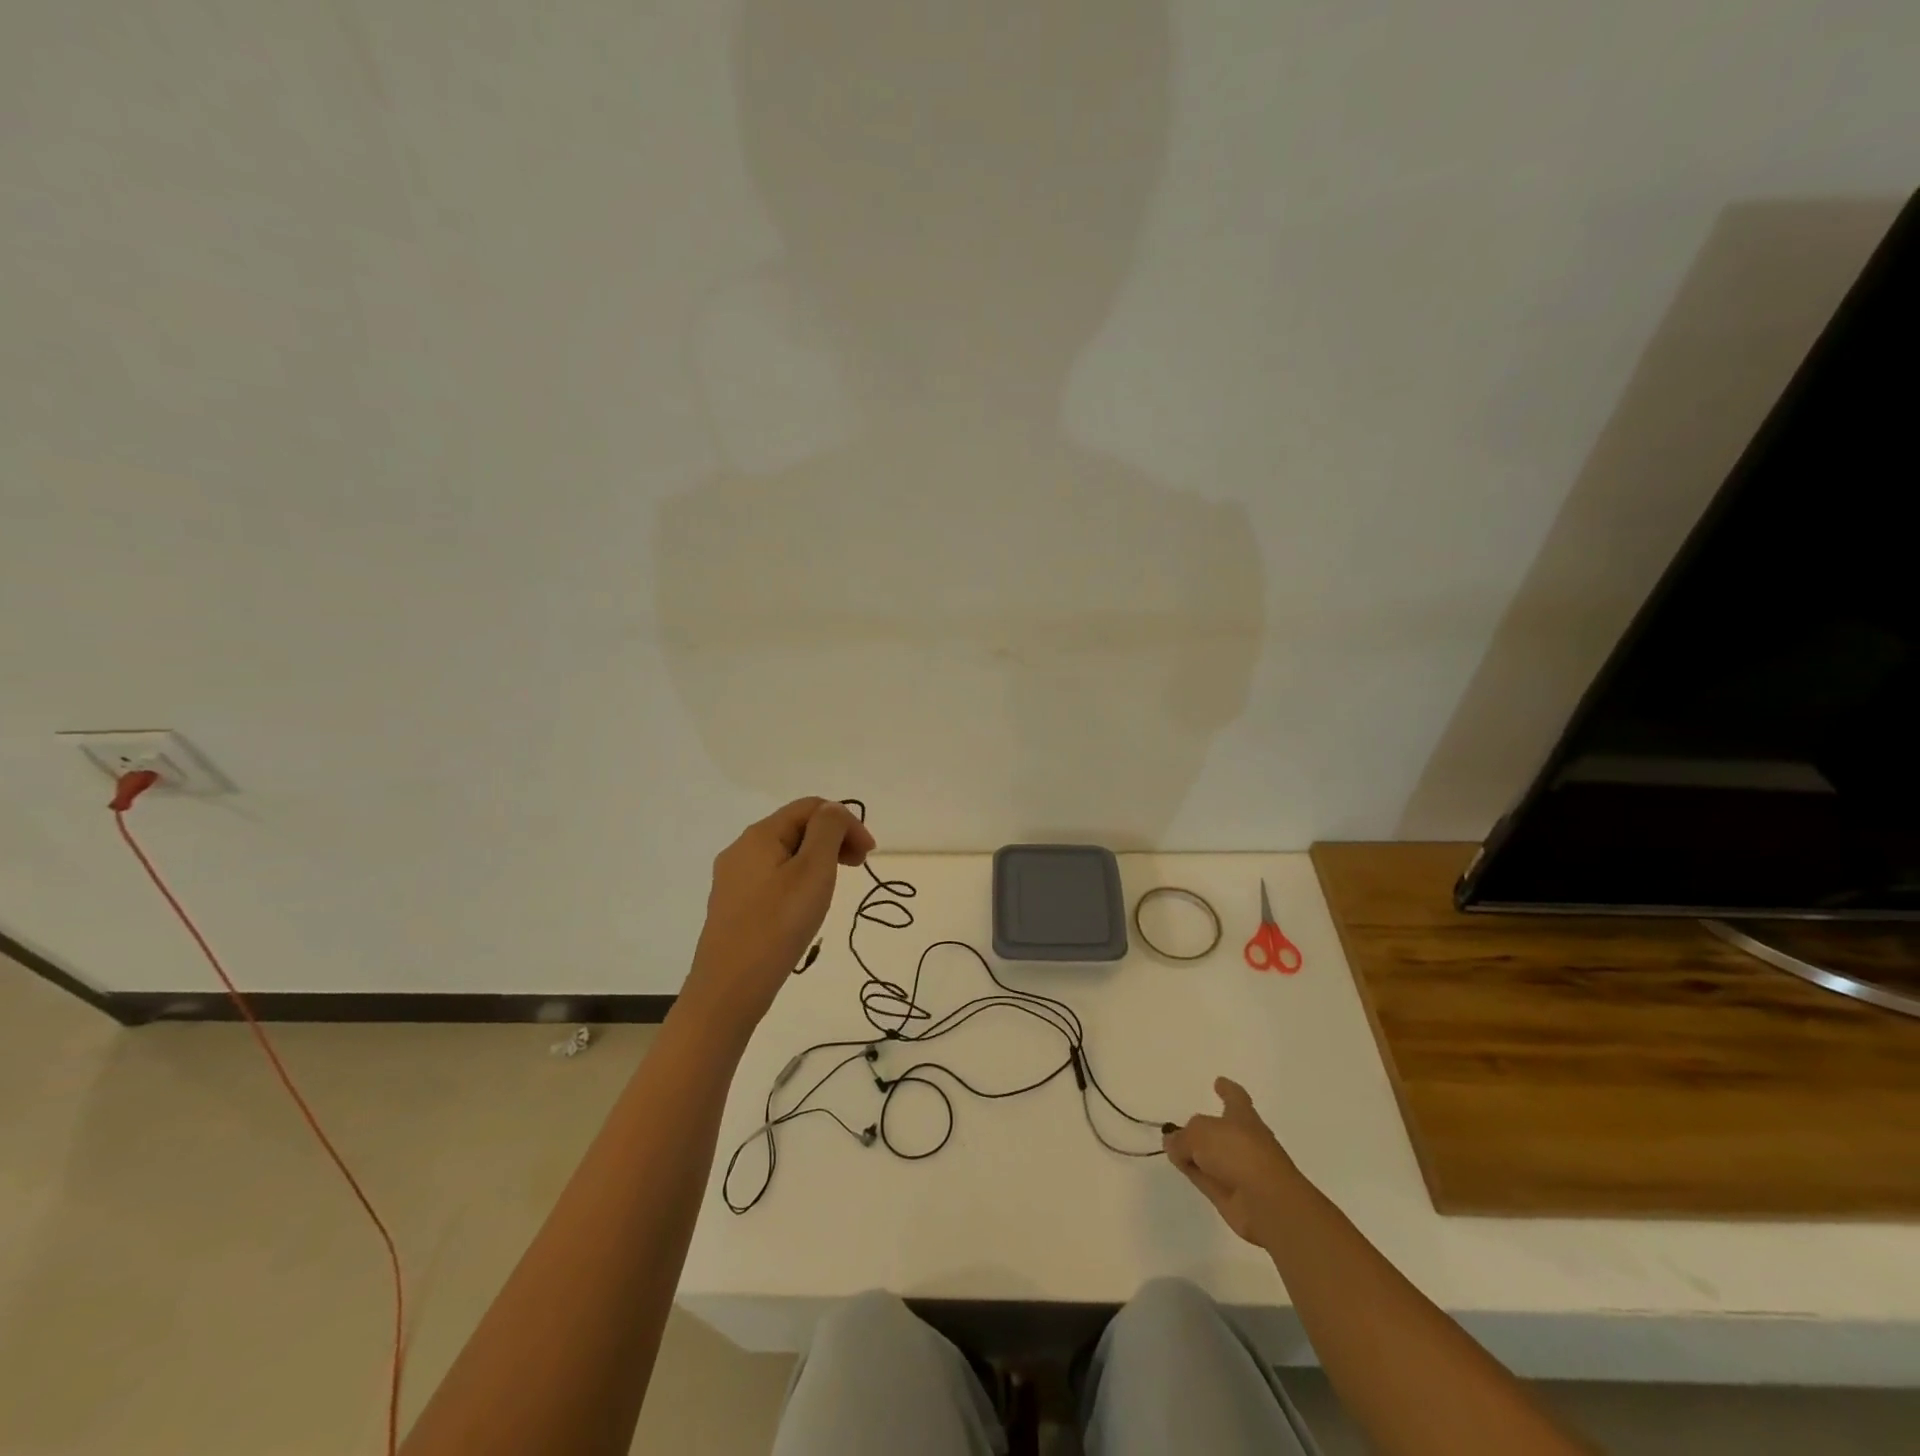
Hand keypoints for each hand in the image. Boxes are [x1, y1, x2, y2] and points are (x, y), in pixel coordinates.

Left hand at [680, 798, 874, 1044]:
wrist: (728, 990)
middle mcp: (741, 849)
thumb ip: (828, 831)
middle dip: (833, 839)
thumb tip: (833, 810)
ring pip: (786, 854)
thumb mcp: (813, 871)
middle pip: (797, 827)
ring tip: (834, 889)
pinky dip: (799, 880)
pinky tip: (806, 907)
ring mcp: (734, 879)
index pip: (811, 806)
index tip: (869, 854)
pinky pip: (773, 878)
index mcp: (760, 834)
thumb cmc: (778, 925)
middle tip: (859, 867)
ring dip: (818, 861)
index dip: (846, 822)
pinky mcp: (734, 906)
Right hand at [1164, 1077, 1301, 1248]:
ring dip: (1195, 1152)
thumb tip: (1174, 1144)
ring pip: (1211, 1155)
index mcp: (1243, 1117)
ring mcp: (1238, 1169)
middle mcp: (1243, 1140)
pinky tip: (1178, 1166)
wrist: (1268, 1204)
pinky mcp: (1231, 1194)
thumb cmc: (1238, 1153)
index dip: (1227, 1089)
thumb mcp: (1200, 1133)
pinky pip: (1207, 1177)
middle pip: (1220, 1129)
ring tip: (1171, 1147)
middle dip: (1203, 1127)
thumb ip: (1182, 1137)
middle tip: (1181, 1125)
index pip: (1235, 1097)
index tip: (1219, 1081)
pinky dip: (1194, 1172)